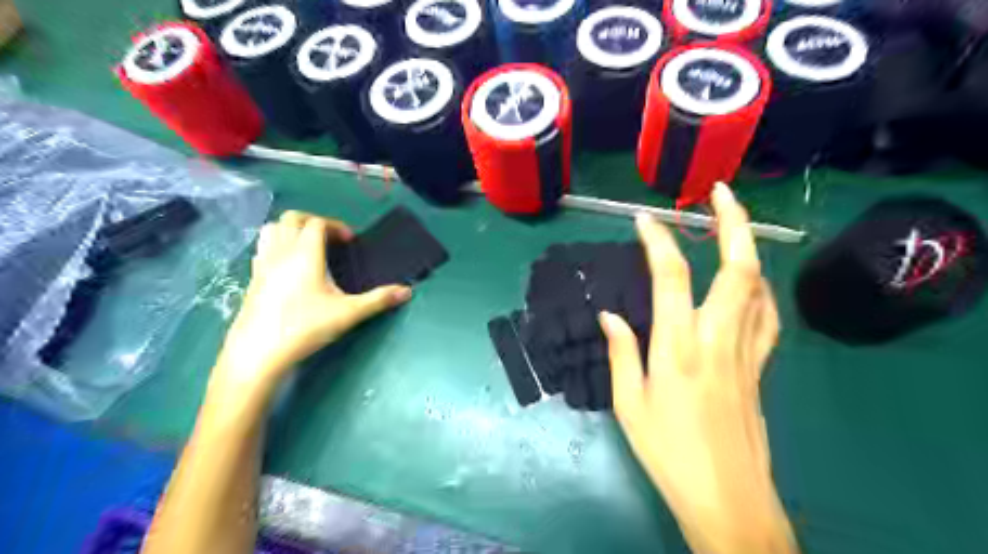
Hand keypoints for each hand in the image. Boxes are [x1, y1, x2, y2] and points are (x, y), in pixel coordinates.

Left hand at [215, 209, 412, 396]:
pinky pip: (262, 248)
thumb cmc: (305, 327)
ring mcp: (262, 264)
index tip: (350, 241)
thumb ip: (378, 300)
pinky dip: (277, 245)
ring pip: (271, 229)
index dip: (336, 226)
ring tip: (308, 247)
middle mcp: (281, 252)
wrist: (258, 353)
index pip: (317, 223)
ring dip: (291, 229)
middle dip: (313, 221)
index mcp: (305, 254)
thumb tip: (407, 292)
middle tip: (331, 240)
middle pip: (292, 218)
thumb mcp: (348, 314)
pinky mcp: (252, 279)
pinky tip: (288, 267)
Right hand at [598, 185, 795, 553]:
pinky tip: (749, 282)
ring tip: (733, 227)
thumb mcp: (629, 404)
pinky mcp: (760, 367)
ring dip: (750, 248)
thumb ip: (621, 352)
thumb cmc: (669, 452)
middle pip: (738, 268)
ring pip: (760, 286)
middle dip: (734, 223)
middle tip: (720, 193)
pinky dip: (760, 287)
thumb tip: (609, 315)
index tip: (644, 218)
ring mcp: (747, 351)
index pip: (671, 277)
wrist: (727, 498)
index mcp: (678, 347)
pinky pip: (767, 315)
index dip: (658, 240)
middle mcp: (718, 339)